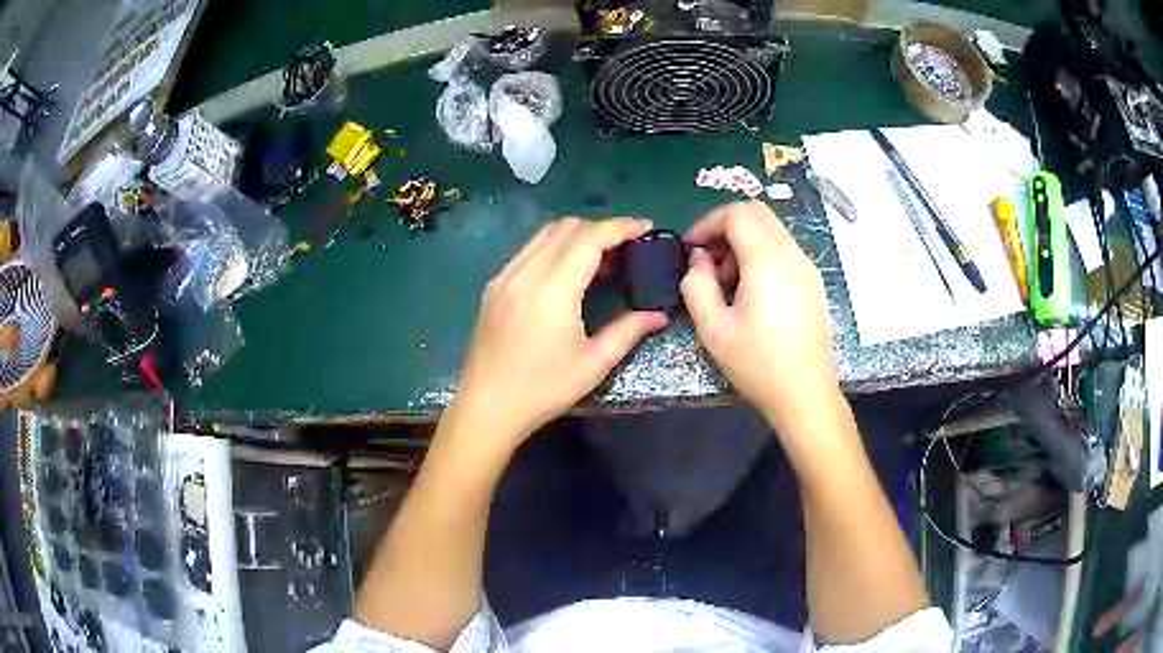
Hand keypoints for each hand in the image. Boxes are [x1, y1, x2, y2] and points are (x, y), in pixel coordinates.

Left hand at [452, 217, 668, 449]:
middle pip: (567, 227)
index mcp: (552, 290)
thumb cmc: (542, 390)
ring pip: (544, 234)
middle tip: (625, 249)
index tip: (644, 228)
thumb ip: (628, 332)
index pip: (589, 238)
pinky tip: (565, 272)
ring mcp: (505, 276)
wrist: (486, 407)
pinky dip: (553, 247)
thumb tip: (659, 315)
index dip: (620, 227)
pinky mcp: (494, 285)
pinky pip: (528, 250)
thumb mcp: (592, 365)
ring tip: (599, 259)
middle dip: (600, 229)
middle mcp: (525, 273)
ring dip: (575, 235)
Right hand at [680, 201, 835, 424]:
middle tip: (707, 259)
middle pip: (757, 213)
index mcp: (767, 260)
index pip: (737, 213)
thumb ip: (697, 284)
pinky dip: (761, 254)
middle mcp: (791, 254)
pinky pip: (783, 250)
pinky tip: (751, 291)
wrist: (805, 393)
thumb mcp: (713, 328)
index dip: (707, 223)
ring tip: (727, 280)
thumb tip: (699, 259)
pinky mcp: (812, 282)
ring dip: (744, 241)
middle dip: (725, 227)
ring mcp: (806, 267)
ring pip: (771, 230)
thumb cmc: (757, 363)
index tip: (690, 248)